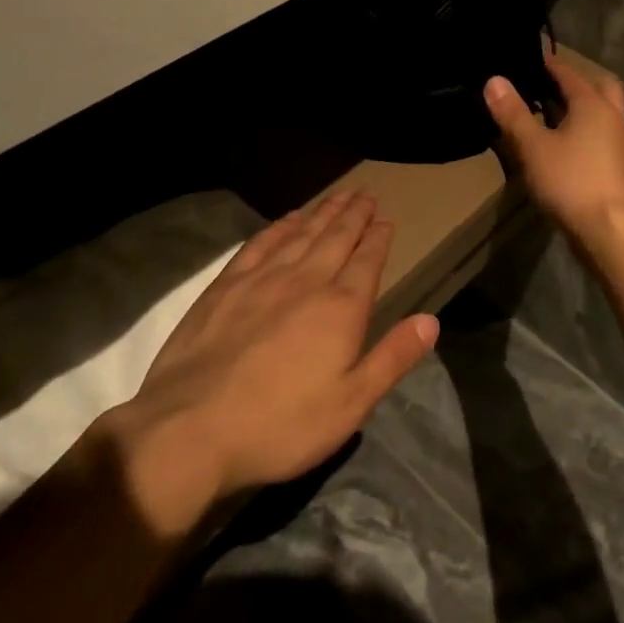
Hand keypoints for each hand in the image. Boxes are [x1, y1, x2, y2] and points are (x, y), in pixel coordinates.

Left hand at [96, 188, 438, 534]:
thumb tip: (431, 320)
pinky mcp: (226, 285)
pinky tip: (288, 219)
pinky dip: (279, 227)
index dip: (379, 237)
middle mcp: (306, 280)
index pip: (368, 260)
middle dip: (354, 214)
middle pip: (337, 237)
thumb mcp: (351, 404)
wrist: (191, 429)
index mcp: (341, 308)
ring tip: (338, 195)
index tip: (386, 218)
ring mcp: (263, 278)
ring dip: (323, 212)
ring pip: (302, 233)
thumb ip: (392, 357)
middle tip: (366, 193)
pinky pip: (261, 243)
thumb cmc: (281, 425)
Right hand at [484, 48, 623, 250]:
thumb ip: (513, 113)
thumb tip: (494, 79)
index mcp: (592, 104)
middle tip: (548, 88)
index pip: (568, 73)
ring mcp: (619, 143)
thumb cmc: (571, 181)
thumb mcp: (533, 147)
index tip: (530, 60)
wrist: (611, 230)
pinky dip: (586, 132)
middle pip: (599, 87)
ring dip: (583, 109)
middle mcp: (611, 116)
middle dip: (576, 83)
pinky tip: (566, 147)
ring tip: (553, 116)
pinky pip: (602, 136)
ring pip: (604, 113)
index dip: (548, 65)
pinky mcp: (619, 166)